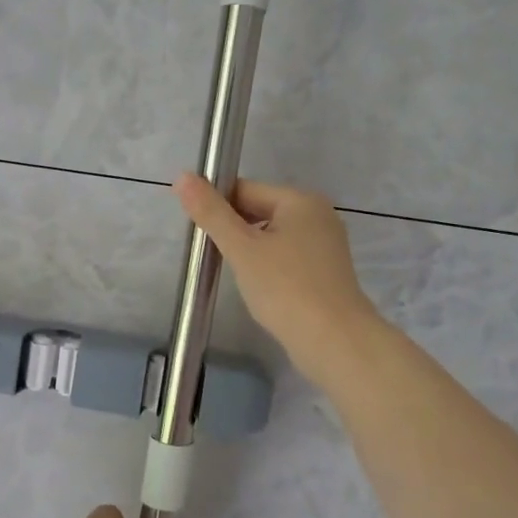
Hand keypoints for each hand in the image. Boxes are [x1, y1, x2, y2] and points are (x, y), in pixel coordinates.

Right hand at [175, 172, 383, 388]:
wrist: (334, 341)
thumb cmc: (285, 288)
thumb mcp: (242, 248)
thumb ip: (211, 213)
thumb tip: (182, 177)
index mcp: (300, 200)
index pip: (245, 190)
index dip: (218, 209)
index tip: (200, 236)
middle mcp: (318, 215)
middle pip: (260, 211)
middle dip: (235, 233)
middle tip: (215, 260)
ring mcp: (326, 245)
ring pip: (273, 238)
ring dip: (251, 253)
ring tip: (237, 277)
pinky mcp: (326, 273)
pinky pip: (287, 259)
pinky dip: (269, 269)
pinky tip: (261, 290)